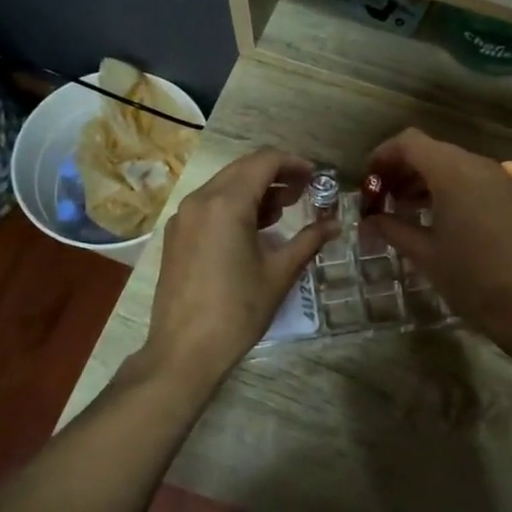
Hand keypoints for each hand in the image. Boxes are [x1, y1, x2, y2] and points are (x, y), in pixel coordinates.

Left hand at [143, 149, 331, 385]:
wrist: (185, 350)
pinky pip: (209, 205)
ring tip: (283, 210)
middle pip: (243, 168)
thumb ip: (308, 240)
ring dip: (255, 189)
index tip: (316, 177)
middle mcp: (200, 200)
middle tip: (304, 192)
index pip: (264, 161)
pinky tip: (253, 229)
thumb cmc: (237, 310)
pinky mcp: (176, 235)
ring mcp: (184, 217)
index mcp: (227, 203)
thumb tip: (335, 224)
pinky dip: (234, 205)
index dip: (294, 163)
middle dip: (276, 174)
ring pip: (224, 185)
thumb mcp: (279, 273)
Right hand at [364, 128, 511, 352]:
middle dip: (401, 169)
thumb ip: (392, 228)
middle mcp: (477, 165)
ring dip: (423, 178)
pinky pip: (471, 178)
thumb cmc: (470, 278)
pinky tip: (434, 215)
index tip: (367, 181)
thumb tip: (369, 220)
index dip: (383, 155)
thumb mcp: (424, 253)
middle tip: (380, 198)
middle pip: (431, 150)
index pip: (410, 142)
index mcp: (453, 173)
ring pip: (451, 163)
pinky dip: (447, 187)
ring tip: (402, 208)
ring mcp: (498, 178)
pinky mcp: (510, 195)